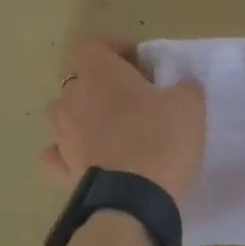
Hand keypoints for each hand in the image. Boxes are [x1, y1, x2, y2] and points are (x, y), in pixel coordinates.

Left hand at [40, 38, 206, 203]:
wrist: (133, 201)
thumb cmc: (160, 139)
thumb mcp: (189, 105)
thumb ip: (184, 86)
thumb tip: (180, 86)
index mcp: (99, 73)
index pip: (92, 44)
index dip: (113, 47)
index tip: (138, 61)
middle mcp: (72, 98)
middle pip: (78, 79)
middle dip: (101, 83)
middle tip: (133, 96)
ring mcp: (62, 134)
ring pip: (63, 113)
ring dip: (83, 115)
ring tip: (112, 128)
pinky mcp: (61, 169)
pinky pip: (56, 153)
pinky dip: (66, 152)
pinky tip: (86, 157)